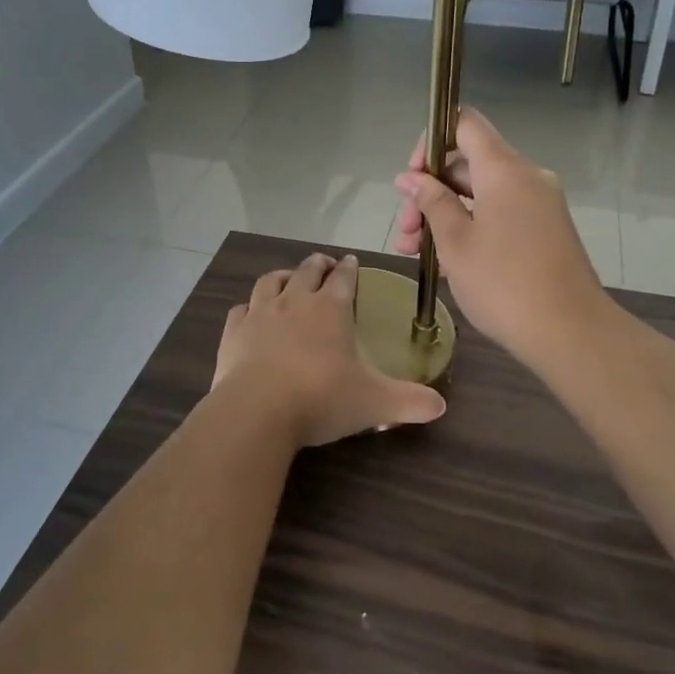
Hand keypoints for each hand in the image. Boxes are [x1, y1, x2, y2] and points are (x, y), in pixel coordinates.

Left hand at [214, 252, 445, 447]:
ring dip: (284, 276)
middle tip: (326, 266)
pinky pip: (241, 309)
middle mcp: (295, 301)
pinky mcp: (234, 332)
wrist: (257, 411)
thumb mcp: (374, 403)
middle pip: (308, 270)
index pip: (344, 278)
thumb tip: (440, 406)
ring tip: (290, 279)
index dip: (350, 268)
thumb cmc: (321, 398)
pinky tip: (251, 314)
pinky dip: (249, 307)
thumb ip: (409, 402)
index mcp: (331, 309)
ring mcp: (260, 314)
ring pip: (271, 281)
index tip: (352, 262)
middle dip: (319, 264)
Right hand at [393, 110, 607, 367]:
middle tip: (406, 229)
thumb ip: (431, 203)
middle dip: (430, 191)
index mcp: (504, 170)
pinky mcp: (546, 230)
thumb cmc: (503, 283)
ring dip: (446, 214)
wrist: (570, 332)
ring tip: (414, 251)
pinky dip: (472, 227)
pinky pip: (501, 214)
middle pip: (469, 163)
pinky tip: (446, 261)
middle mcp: (526, 177)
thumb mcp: (455, 242)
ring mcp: (540, 204)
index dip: (432, 141)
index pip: (464, 124)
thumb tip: (410, 178)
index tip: (412, 177)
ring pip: (482, 194)